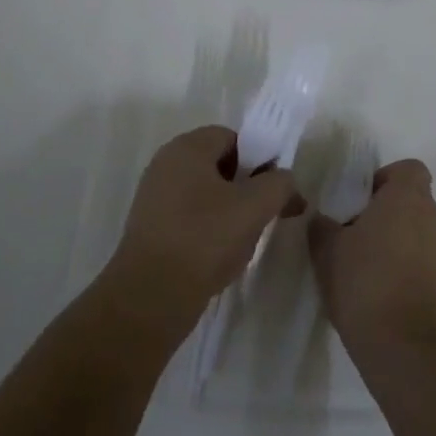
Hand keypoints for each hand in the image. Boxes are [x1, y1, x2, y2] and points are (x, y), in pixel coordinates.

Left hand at [106, 125, 303, 330]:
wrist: (151, 297)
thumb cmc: (204, 239)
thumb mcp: (255, 207)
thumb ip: (279, 184)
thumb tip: (285, 180)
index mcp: (186, 148)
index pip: (233, 138)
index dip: (259, 159)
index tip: (274, 190)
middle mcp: (166, 165)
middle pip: (219, 165)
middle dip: (247, 188)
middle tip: (264, 215)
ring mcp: (154, 197)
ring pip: (206, 194)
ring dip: (230, 212)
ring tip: (244, 241)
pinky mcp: (150, 229)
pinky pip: (189, 217)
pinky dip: (208, 230)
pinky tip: (219, 257)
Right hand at [307, 158, 435, 365]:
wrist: (409, 351)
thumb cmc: (366, 284)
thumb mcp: (327, 251)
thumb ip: (321, 226)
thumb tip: (320, 217)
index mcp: (409, 197)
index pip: (408, 169)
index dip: (384, 180)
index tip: (360, 203)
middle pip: (414, 203)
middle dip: (387, 216)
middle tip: (356, 240)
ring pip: (422, 235)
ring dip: (400, 246)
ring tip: (369, 273)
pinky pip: (430, 266)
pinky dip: (412, 273)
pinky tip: (385, 297)